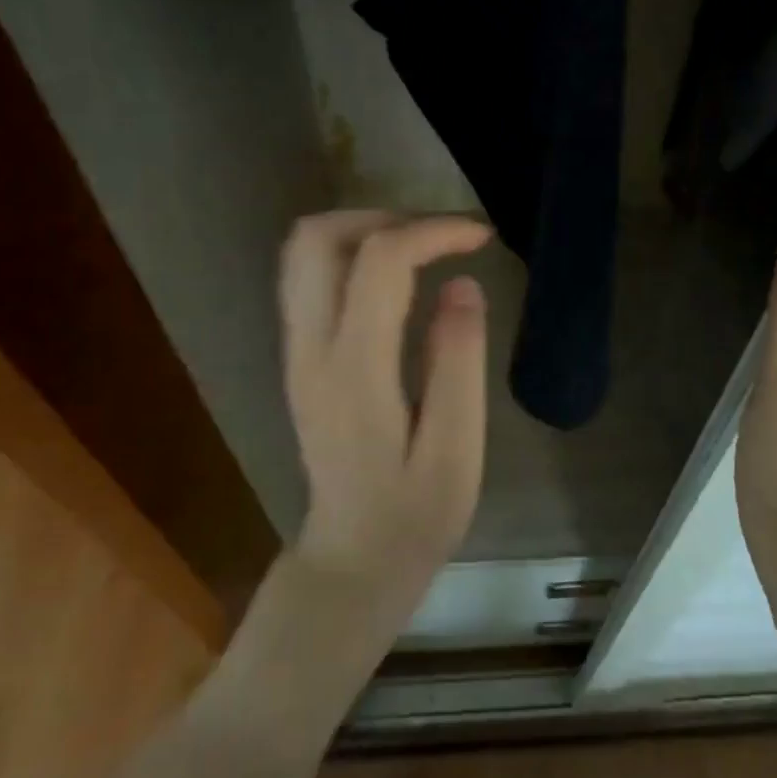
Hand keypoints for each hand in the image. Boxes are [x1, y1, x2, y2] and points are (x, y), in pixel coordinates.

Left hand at [278, 211, 493, 608]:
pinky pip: (308, 277)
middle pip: (316, 239)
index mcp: (354, 370)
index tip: (480, 236)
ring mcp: (296, 350)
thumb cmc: (413, 516)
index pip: (380, 263)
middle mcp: (310, 348)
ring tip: (419, 247)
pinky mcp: (298, 356)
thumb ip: (459, 362)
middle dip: (382, 216)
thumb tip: (461, 283)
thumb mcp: (456, 450)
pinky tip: (393, 277)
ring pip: (303, 252)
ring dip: (361, 229)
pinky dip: (349, 253)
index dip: (432, 232)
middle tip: (438, 236)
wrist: (351, 561)